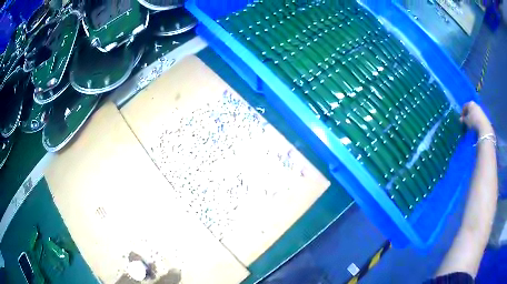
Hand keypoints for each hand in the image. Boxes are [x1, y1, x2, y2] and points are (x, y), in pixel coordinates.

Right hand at [460, 101, 492, 134]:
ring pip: (474, 112)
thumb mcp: (466, 121)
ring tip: (471, 123)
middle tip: (466, 120)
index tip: (461, 119)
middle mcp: (475, 104)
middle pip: (470, 108)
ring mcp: (479, 109)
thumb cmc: (473, 121)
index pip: (464, 106)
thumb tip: (460, 119)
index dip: (462, 112)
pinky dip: (475, 119)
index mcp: (470, 103)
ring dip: (472, 116)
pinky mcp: (483, 114)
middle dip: (467, 114)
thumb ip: (463, 119)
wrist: (483, 126)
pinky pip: (477, 115)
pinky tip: (475, 124)